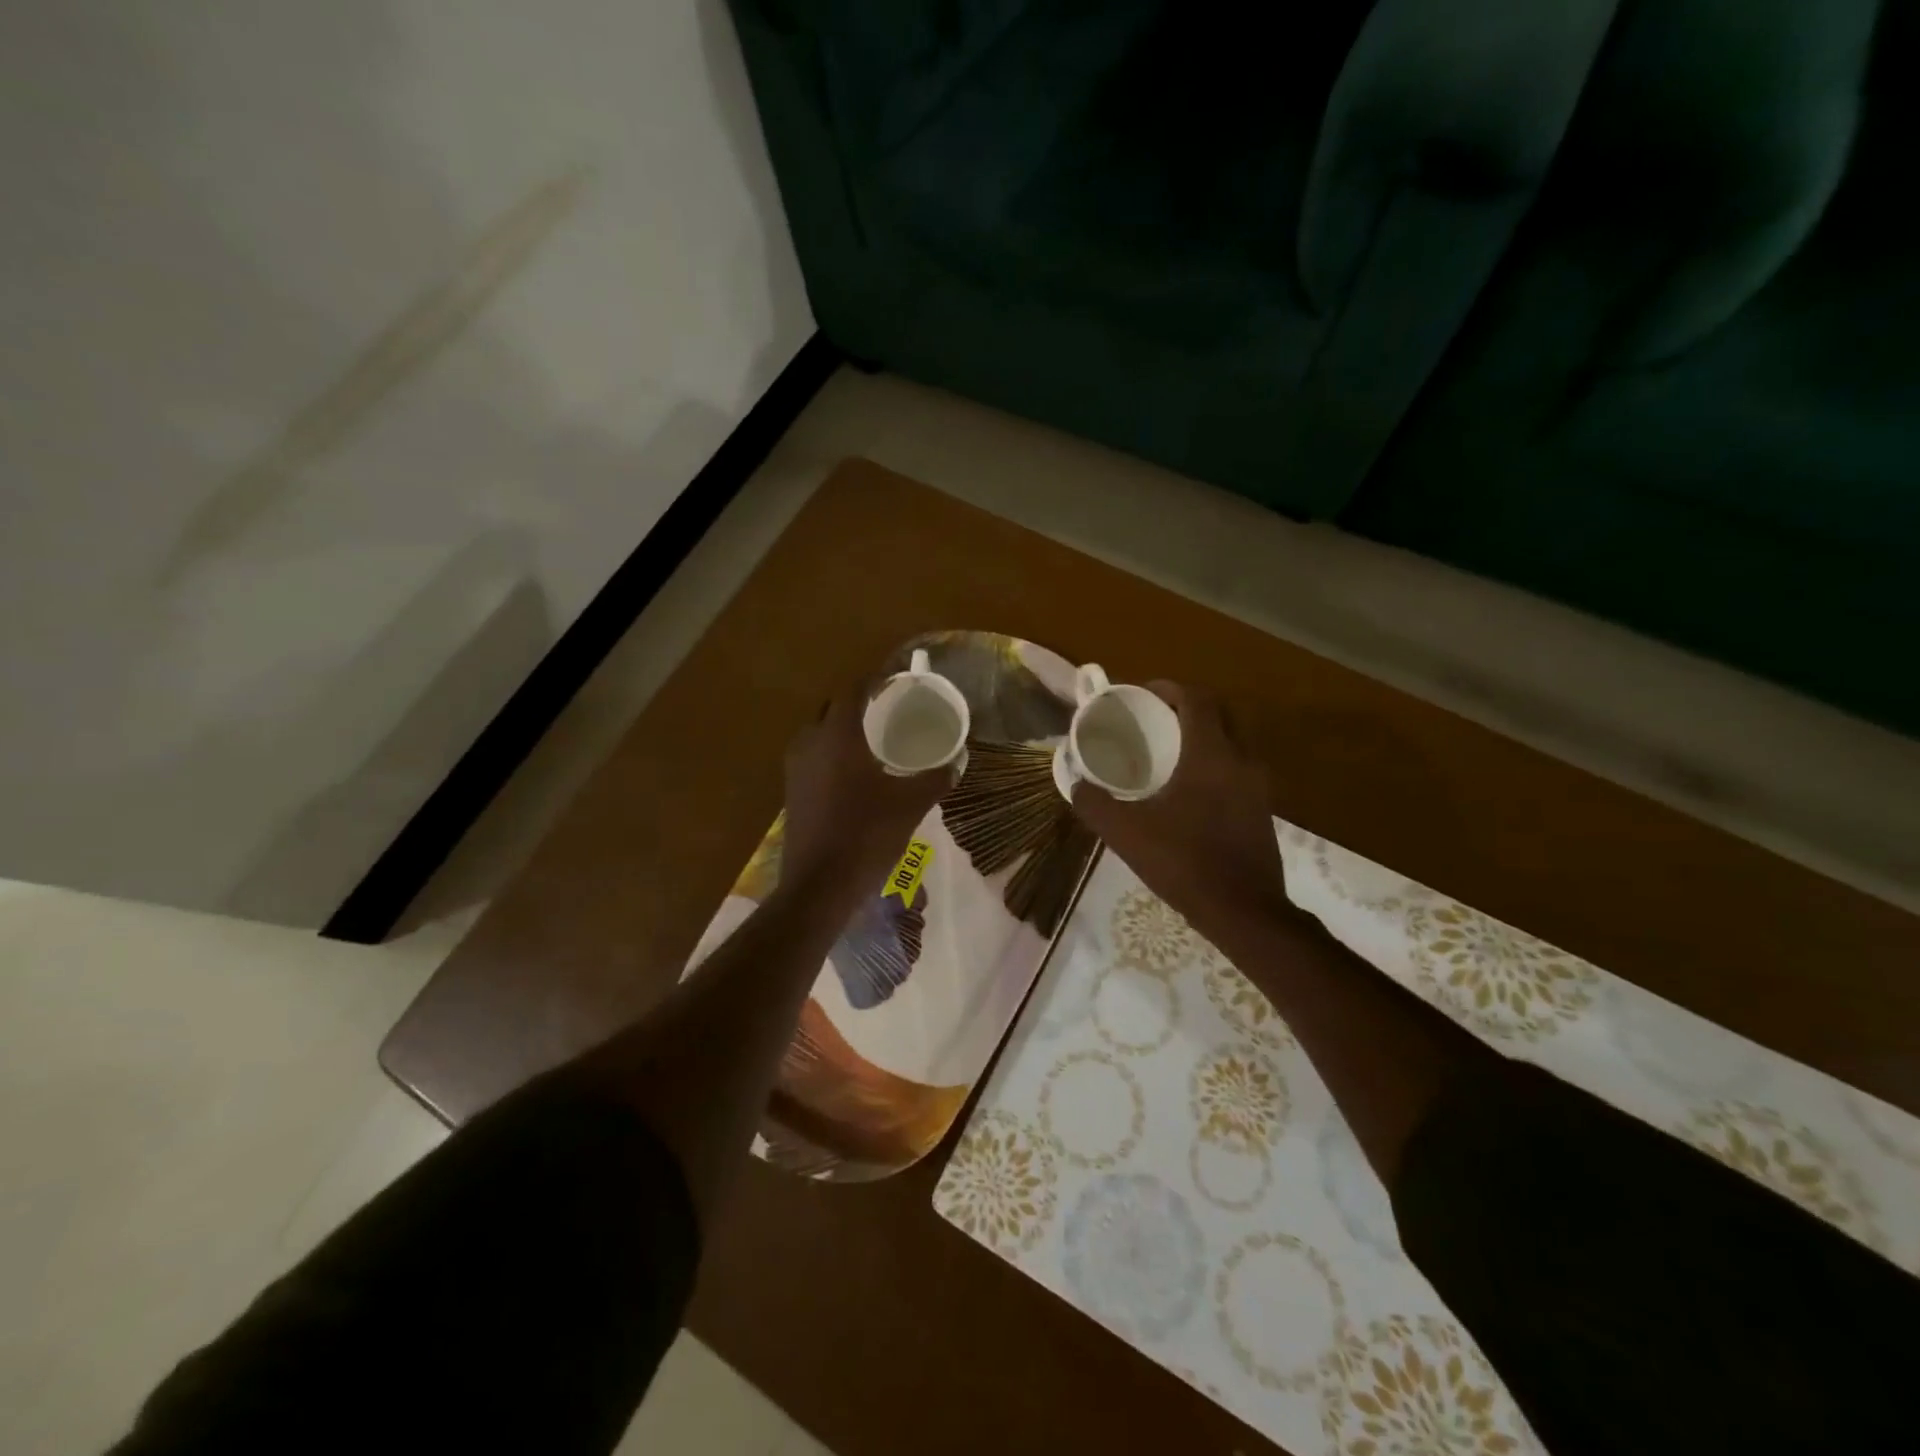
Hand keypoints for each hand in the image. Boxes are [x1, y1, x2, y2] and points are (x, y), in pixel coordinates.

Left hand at [776, 684, 953, 915]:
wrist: (819, 885)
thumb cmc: (866, 835)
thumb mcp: (911, 805)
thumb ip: (935, 778)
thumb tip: (957, 760)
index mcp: (838, 736)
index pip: (853, 690)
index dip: (874, 680)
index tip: (896, 679)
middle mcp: (810, 744)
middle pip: (832, 708)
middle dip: (857, 702)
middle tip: (887, 708)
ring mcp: (795, 769)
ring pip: (819, 733)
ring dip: (842, 728)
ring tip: (873, 738)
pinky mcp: (792, 792)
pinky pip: (813, 757)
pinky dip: (832, 753)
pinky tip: (855, 772)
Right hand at [1068, 683, 1293, 948]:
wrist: (1244, 912)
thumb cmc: (1185, 863)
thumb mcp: (1127, 834)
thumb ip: (1095, 804)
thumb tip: (1075, 783)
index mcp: (1211, 755)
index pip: (1197, 700)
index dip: (1169, 689)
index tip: (1143, 694)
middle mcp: (1241, 760)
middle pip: (1221, 713)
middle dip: (1188, 707)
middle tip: (1155, 718)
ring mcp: (1258, 786)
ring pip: (1233, 740)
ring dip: (1204, 734)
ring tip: (1169, 750)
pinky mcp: (1263, 809)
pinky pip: (1238, 767)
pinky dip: (1216, 761)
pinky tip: (1190, 788)